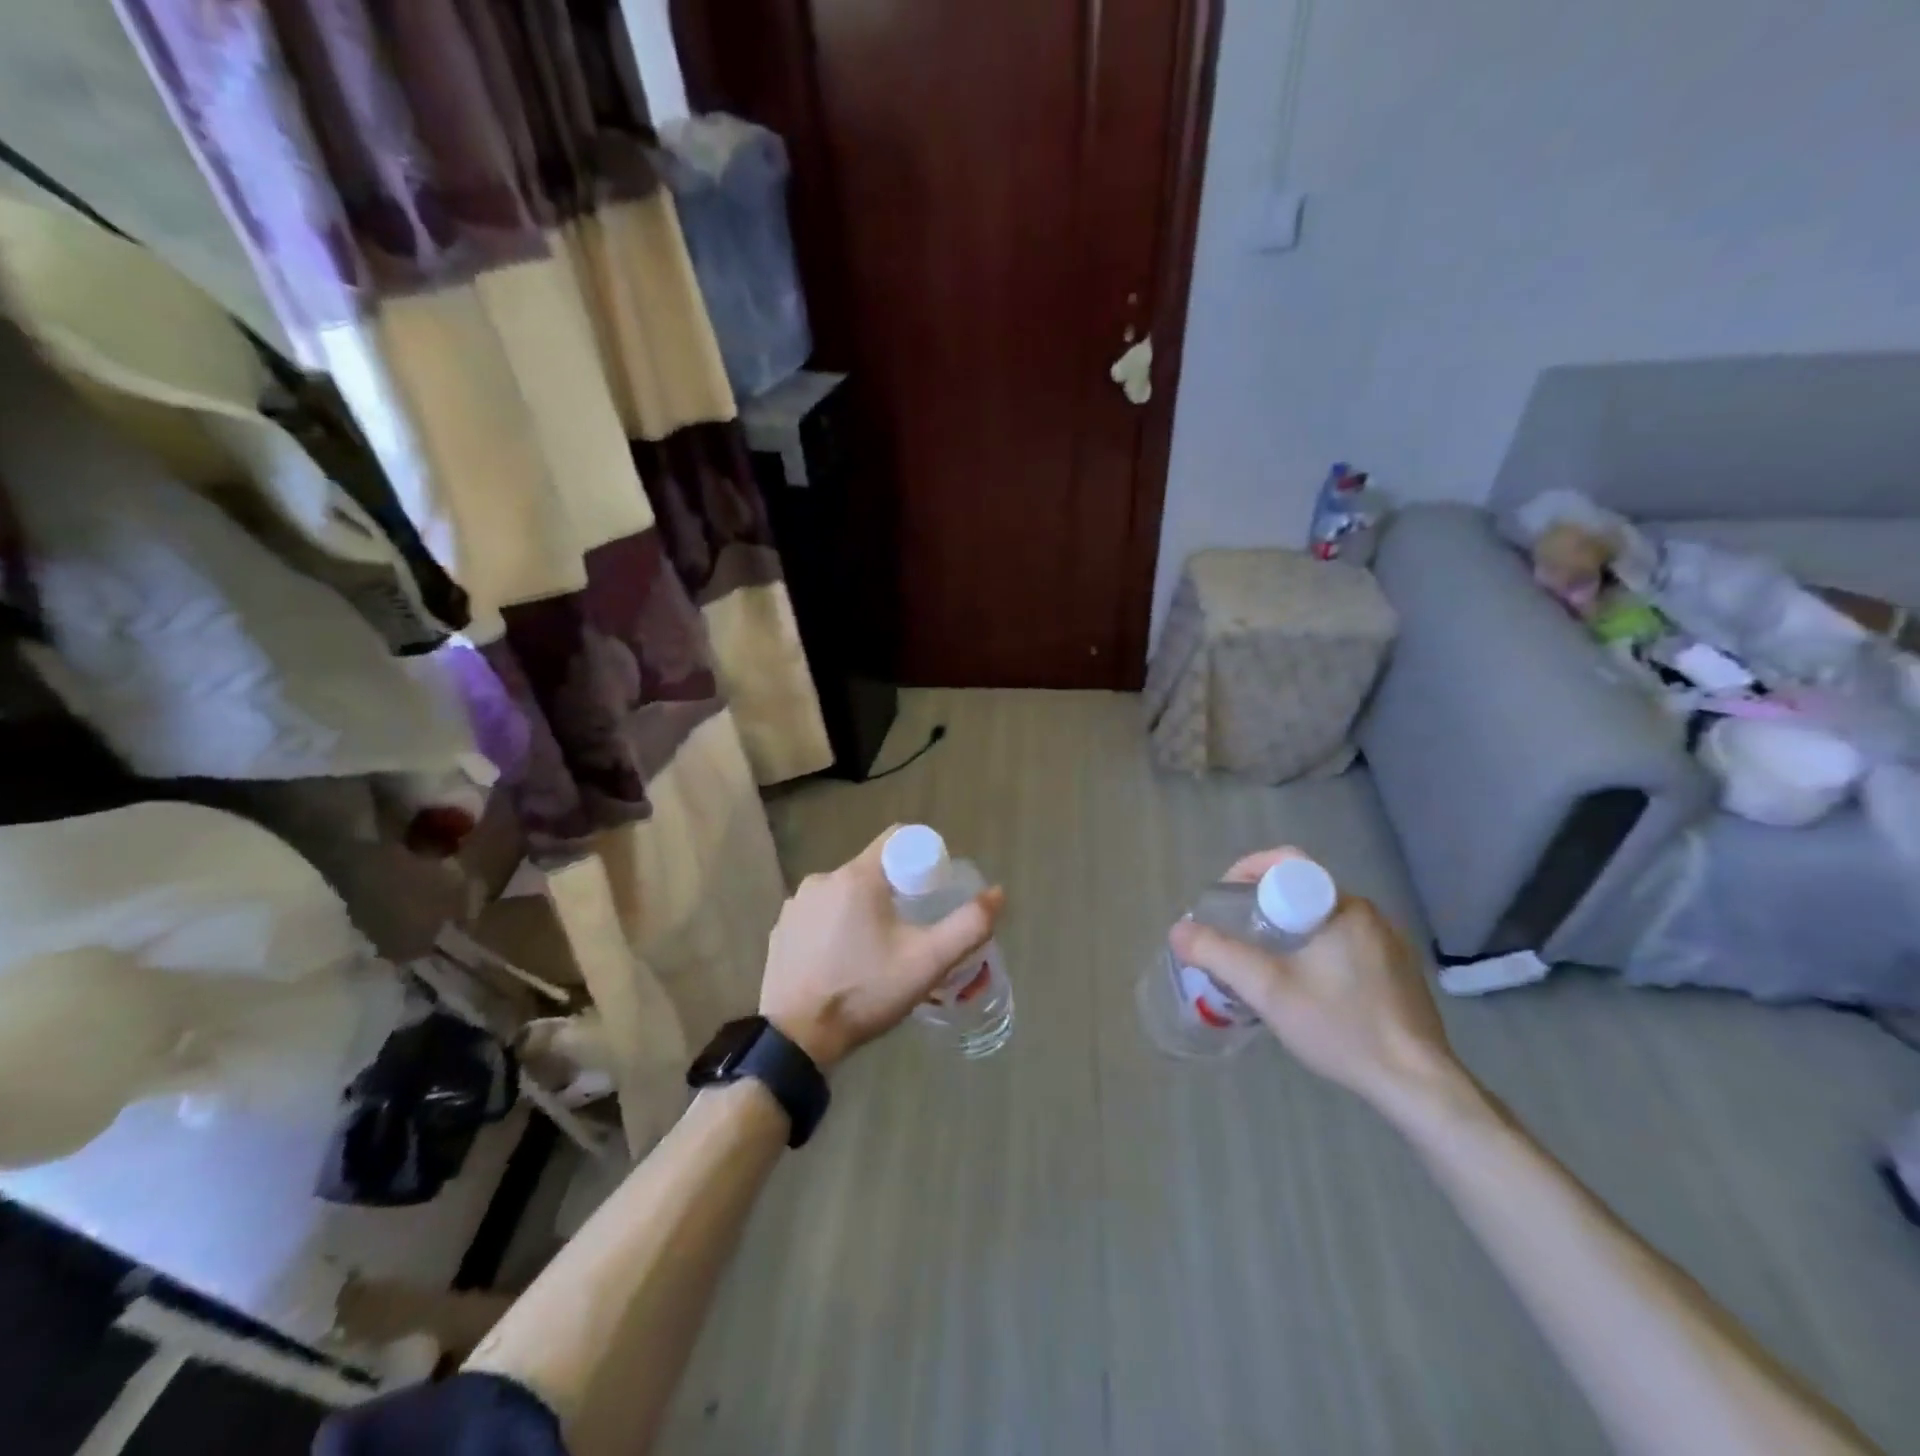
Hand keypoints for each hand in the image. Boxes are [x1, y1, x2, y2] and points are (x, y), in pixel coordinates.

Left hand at [760, 826, 1005, 1072]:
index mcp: (856, 876)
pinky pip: (819, 915)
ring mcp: (796, 905)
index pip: (896, 840)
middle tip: (911, 929)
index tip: (933, 890)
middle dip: (895, 891)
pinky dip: (836, 927)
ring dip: (864, 910)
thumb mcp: (927, 962)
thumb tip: (997, 893)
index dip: (921, 857)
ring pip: (844, 893)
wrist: (797, 1039)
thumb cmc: (865, 992)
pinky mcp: (781, 930)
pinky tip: (843, 961)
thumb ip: (968, 926)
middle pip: (871, 869)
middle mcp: (821, 879)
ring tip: (877, 951)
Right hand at [1167, 848, 1465, 1115]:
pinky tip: (1303, 988)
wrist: (1418, 1085)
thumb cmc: (1342, 1027)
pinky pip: (1342, 943)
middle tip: (1234, 935)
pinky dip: (1313, 950)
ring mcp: (1388, 944)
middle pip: (1302, 891)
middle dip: (1261, 906)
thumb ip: (1218, 955)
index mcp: (1342, 906)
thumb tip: (1178, 931)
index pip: (1287, 863)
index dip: (1247, 872)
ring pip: (1321, 920)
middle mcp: (1369, 915)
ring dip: (1286, 931)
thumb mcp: (1268, 990)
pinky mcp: (1397, 973)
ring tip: (1260, 963)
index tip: (1224, 900)